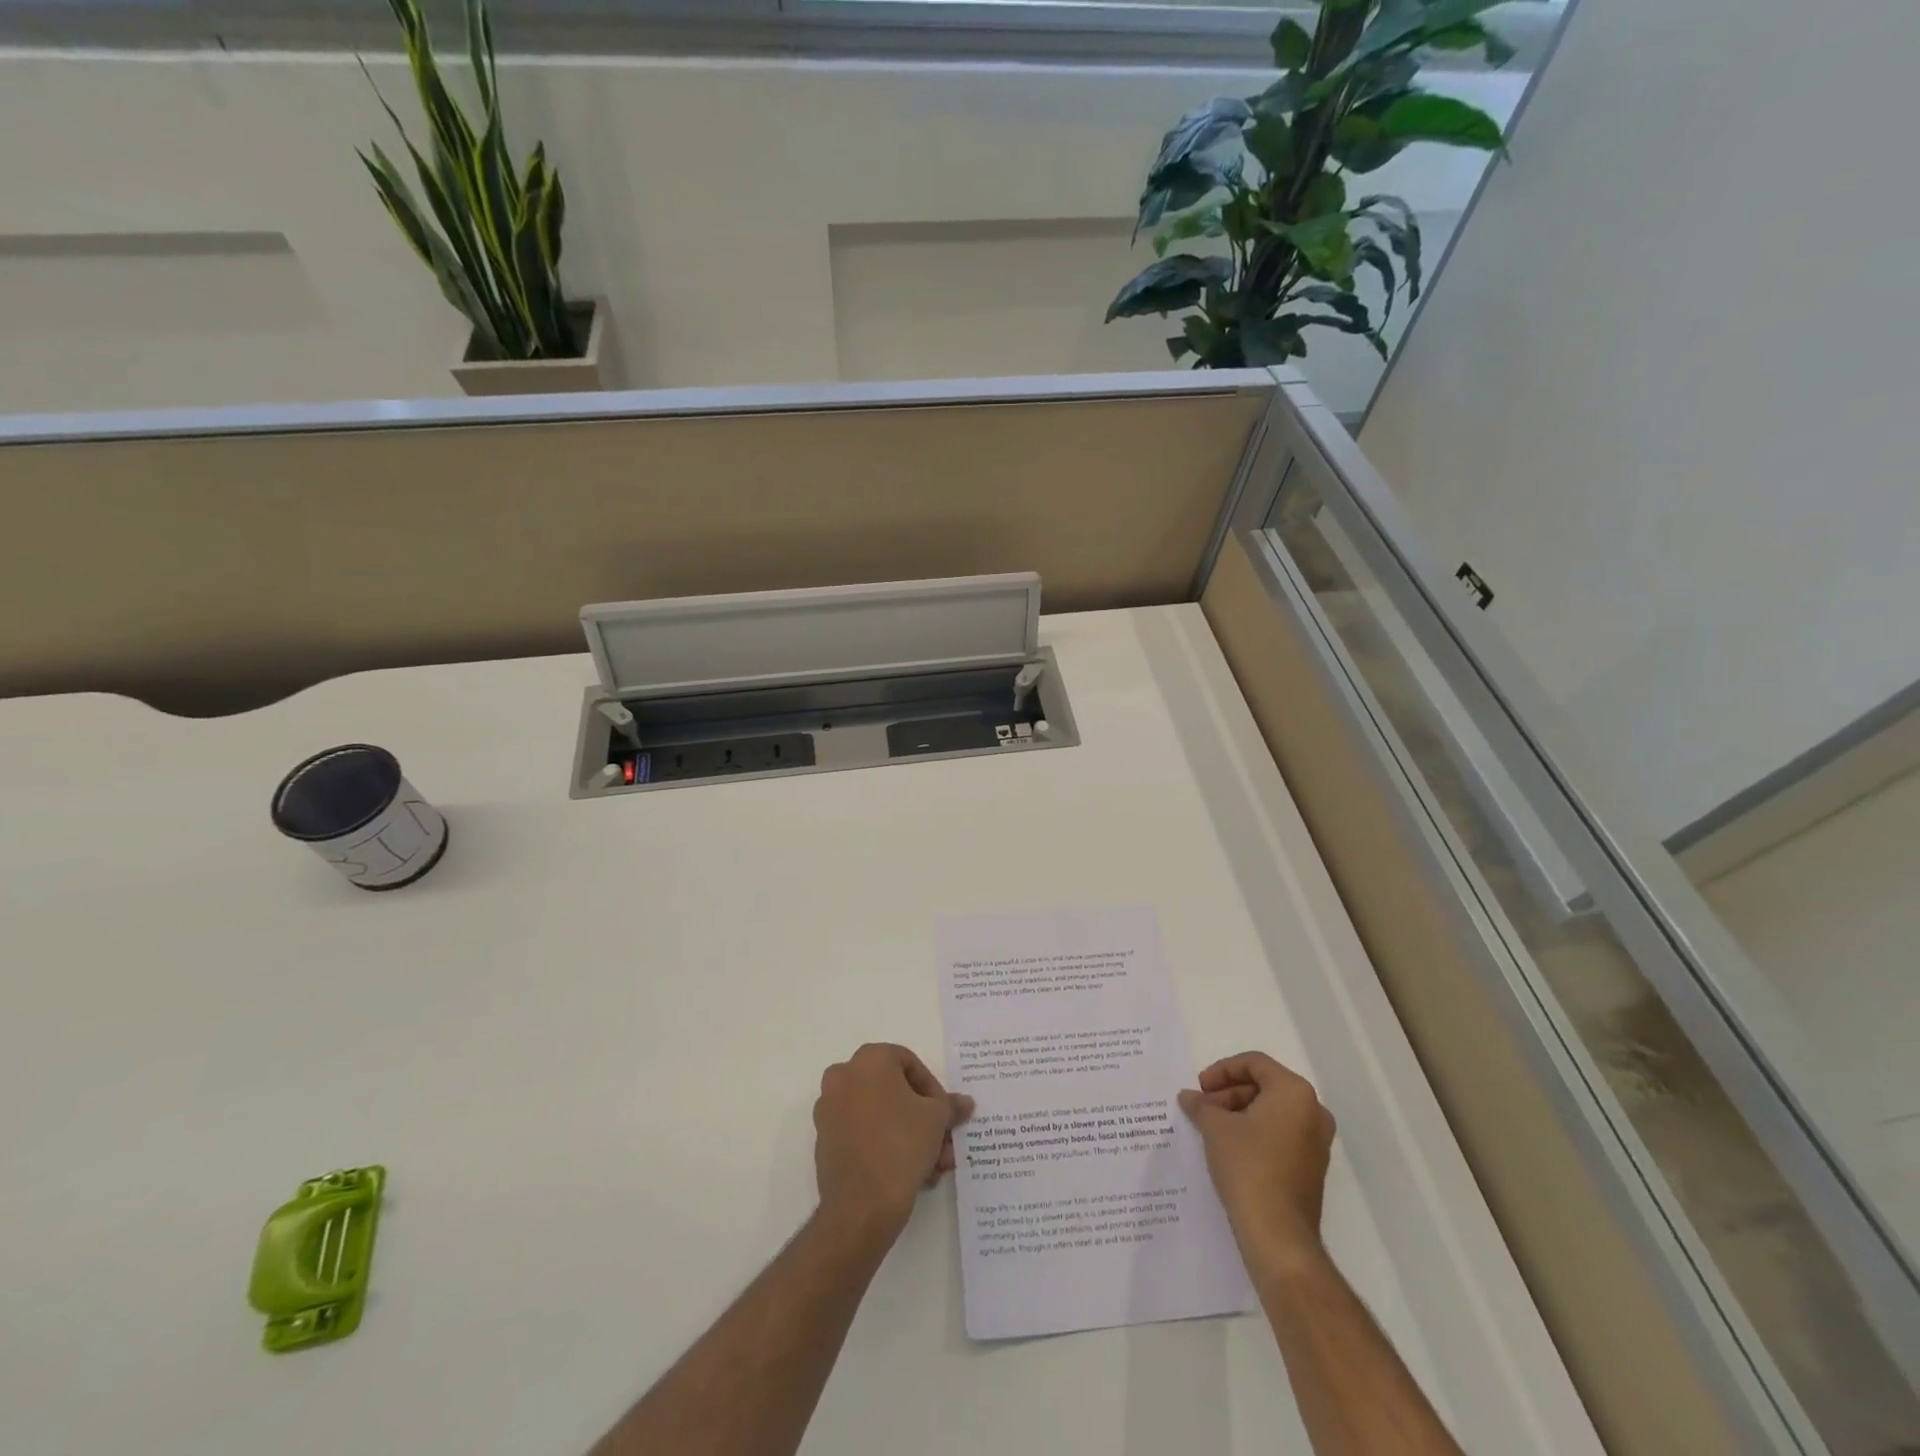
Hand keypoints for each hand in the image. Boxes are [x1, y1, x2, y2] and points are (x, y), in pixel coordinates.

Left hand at [813, 1043, 973, 1237]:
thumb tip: (964, 1102)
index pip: (909, 1063)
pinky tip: (910, 1175)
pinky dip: (886, 1146)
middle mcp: (843, 1077)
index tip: (945, 1115)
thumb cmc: (901, 1145)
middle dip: (923, 1118)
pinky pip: (863, 1135)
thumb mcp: (937, 1120)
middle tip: (943, 1143)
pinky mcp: (824, 1142)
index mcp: (868, 1060)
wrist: (860, 1206)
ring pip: (879, 1116)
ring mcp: (829, 1110)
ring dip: (909, 1136)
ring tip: (933, 1167)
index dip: (933, 1089)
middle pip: (894, 1091)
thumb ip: (950, 1105)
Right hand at [1178, 1052, 1334, 1273]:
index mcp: (1294, 1092)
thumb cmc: (1248, 1166)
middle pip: (1265, 1086)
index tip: (1200, 1087)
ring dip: (1240, 1112)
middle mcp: (1313, 1111)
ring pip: (1272, 1111)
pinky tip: (1229, 1146)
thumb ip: (1201, 1105)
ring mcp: (1316, 1142)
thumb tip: (1189, 1097)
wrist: (1277, 1234)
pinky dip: (1255, 1132)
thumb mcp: (1215, 1127)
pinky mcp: (1311, 1167)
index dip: (1222, 1070)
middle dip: (1229, 1093)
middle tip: (1203, 1107)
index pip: (1254, 1064)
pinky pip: (1280, 1134)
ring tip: (1211, 1127)